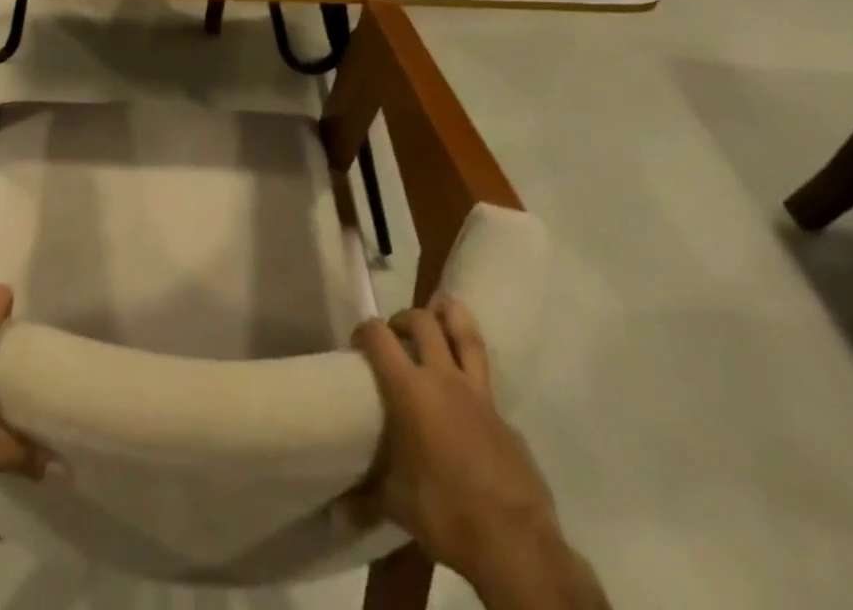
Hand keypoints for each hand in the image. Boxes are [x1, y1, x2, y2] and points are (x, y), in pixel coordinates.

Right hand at [351, 296, 600, 607]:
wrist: (517, 546)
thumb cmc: (447, 514)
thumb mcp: (398, 506)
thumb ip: (366, 498)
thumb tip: (335, 513)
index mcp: (410, 390)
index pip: (379, 337)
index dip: (364, 331)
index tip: (357, 344)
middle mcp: (444, 379)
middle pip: (424, 322)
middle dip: (405, 319)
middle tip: (395, 335)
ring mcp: (480, 396)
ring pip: (466, 334)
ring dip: (450, 315)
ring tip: (440, 307)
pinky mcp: (506, 418)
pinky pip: (484, 383)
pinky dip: (470, 376)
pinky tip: (464, 398)